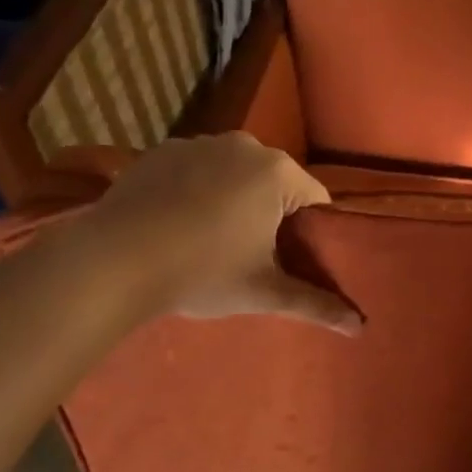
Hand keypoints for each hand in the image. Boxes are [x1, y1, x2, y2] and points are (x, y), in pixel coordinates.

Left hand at [82, 134, 361, 333]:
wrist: (111, 262)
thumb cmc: (201, 273)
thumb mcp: (264, 292)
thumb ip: (316, 305)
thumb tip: (361, 327)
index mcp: (278, 173)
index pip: (316, 201)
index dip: (309, 234)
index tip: (289, 261)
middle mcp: (244, 145)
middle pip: (276, 184)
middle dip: (270, 215)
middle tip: (250, 256)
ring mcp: (198, 143)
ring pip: (235, 174)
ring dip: (233, 200)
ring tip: (210, 240)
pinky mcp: (160, 151)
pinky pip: (197, 170)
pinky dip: (197, 190)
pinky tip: (178, 223)